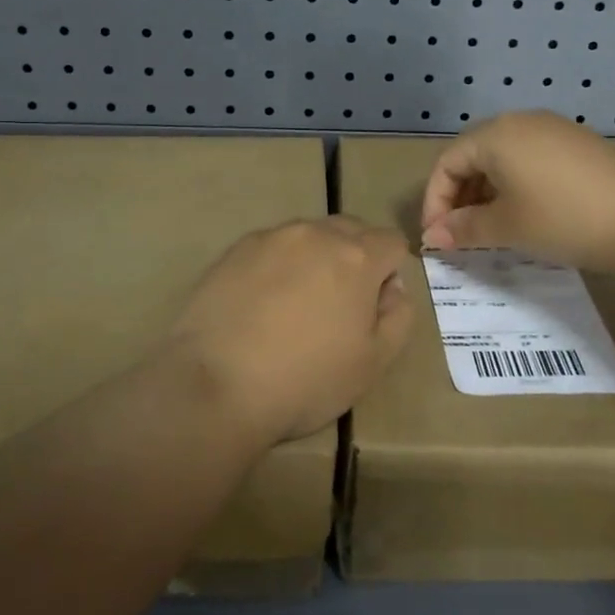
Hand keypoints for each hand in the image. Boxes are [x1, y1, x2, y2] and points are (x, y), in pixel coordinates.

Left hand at [167, 217, 413, 442]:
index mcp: (356, 256)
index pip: (391, 242)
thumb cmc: (305, 380)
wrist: (216, 384)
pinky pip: (272, 247)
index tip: (373, 307)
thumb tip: (392, 287)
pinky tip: (262, 304)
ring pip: (309, 236)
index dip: (390, 272)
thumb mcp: (373, 363)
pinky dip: (278, 266)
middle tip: (339, 305)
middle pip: (351, 230)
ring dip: (315, 259)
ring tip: (296, 305)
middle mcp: (315, 234)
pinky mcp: (235, 249)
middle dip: (355, 258)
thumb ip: (398, 316)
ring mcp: (271, 238)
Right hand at [420, 111, 614, 271]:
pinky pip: (529, 159)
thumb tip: (432, 237)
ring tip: (490, 228)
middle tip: (460, 234)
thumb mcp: (506, 227)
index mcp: (495, 134)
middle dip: (459, 196)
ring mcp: (552, 129)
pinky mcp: (577, 143)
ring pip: (502, 158)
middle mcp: (520, 121)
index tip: (437, 238)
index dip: (435, 201)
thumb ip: (463, 229)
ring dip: (486, 192)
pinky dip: (515, 184)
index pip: (447, 163)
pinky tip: (526, 213)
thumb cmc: (562, 218)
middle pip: (472, 156)